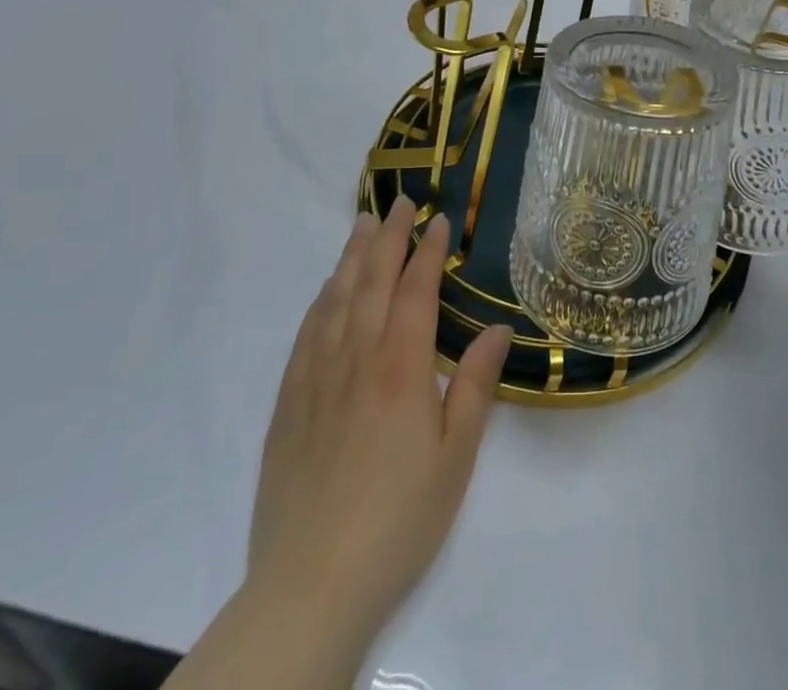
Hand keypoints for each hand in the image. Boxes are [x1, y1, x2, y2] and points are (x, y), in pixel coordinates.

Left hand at [245, 201, 511, 674]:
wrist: (310, 583)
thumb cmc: (399, 518)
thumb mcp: (456, 456)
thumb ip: (475, 384)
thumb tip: (498, 328)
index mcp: (401, 366)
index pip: (416, 289)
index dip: (428, 250)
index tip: (438, 220)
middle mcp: (356, 357)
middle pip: (373, 280)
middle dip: (388, 237)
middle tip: (400, 203)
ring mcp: (317, 376)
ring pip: (337, 298)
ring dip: (353, 256)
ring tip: (363, 224)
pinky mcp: (289, 401)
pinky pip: (307, 331)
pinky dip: (322, 299)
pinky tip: (329, 288)